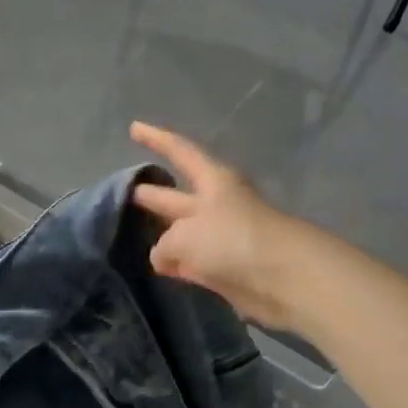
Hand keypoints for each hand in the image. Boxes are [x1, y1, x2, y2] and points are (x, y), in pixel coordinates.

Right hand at [130, 122, 305, 330]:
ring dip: (162, 234)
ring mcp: (220, 238)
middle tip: (126, 191)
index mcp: (212, 182)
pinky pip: (192, 262)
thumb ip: (164, 244)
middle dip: (153, 194)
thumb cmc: (231, 240)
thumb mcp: (183, 237)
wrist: (282, 279)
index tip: (133, 128)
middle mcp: (216, 206)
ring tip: (134, 234)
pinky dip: (176, 264)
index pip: (179, 151)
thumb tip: (164, 259)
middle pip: (177, 196)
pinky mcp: (225, 269)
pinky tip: (159, 268)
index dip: (156, 139)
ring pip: (182, 233)